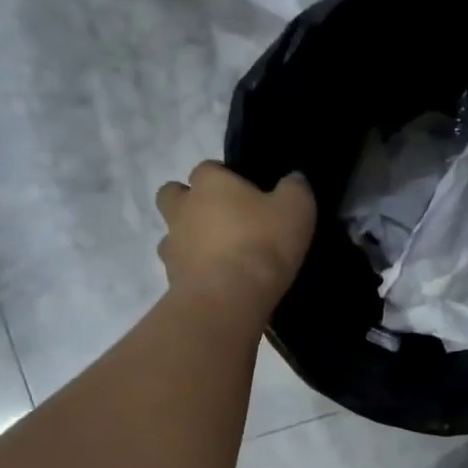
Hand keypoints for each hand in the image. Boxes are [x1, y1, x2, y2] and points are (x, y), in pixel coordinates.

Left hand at [156, 162, 314, 319]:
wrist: (229, 299)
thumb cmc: (263, 243)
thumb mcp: (296, 209)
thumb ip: (294, 188)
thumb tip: (293, 179)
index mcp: (209, 183)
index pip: (208, 168)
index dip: (225, 178)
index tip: (246, 194)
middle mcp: (182, 208)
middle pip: (173, 194)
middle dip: (189, 202)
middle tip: (220, 218)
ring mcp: (171, 244)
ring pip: (172, 233)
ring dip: (189, 239)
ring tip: (219, 256)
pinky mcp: (170, 278)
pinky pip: (180, 268)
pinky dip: (193, 271)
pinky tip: (217, 281)